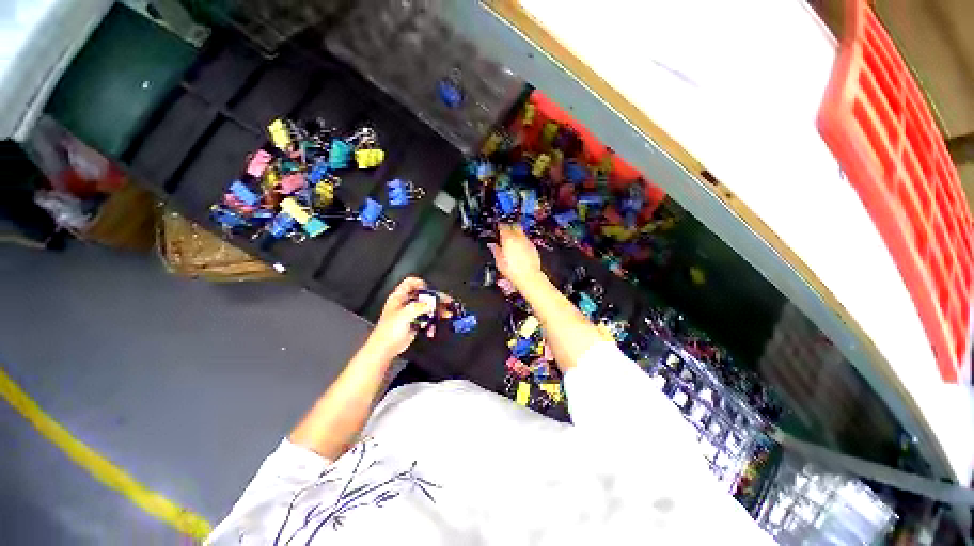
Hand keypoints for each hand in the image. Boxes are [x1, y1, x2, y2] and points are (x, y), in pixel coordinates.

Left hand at [366, 277, 441, 359]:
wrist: (385, 349)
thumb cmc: (390, 330)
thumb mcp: (405, 314)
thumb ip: (420, 307)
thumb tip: (433, 304)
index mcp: (399, 297)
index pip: (410, 283)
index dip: (421, 284)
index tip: (431, 291)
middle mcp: (406, 303)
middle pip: (423, 295)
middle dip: (436, 298)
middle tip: (447, 302)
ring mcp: (411, 313)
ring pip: (427, 307)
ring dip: (437, 311)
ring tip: (447, 314)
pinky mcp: (415, 322)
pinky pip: (427, 318)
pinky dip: (432, 322)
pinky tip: (433, 329)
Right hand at [488, 224, 542, 290]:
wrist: (528, 277)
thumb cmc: (513, 271)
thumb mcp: (499, 261)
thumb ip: (495, 250)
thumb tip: (493, 246)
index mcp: (508, 239)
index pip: (503, 226)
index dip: (500, 226)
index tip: (498, 227)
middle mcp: (519, 238)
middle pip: (515, 226)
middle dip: (510, 226)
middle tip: (505, 230)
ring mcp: (527, 242)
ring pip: (522, 233)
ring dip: (516, 234)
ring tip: (512, 241)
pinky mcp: (533, 248)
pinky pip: (527, 241)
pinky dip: (522, 242)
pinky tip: (519, 249)